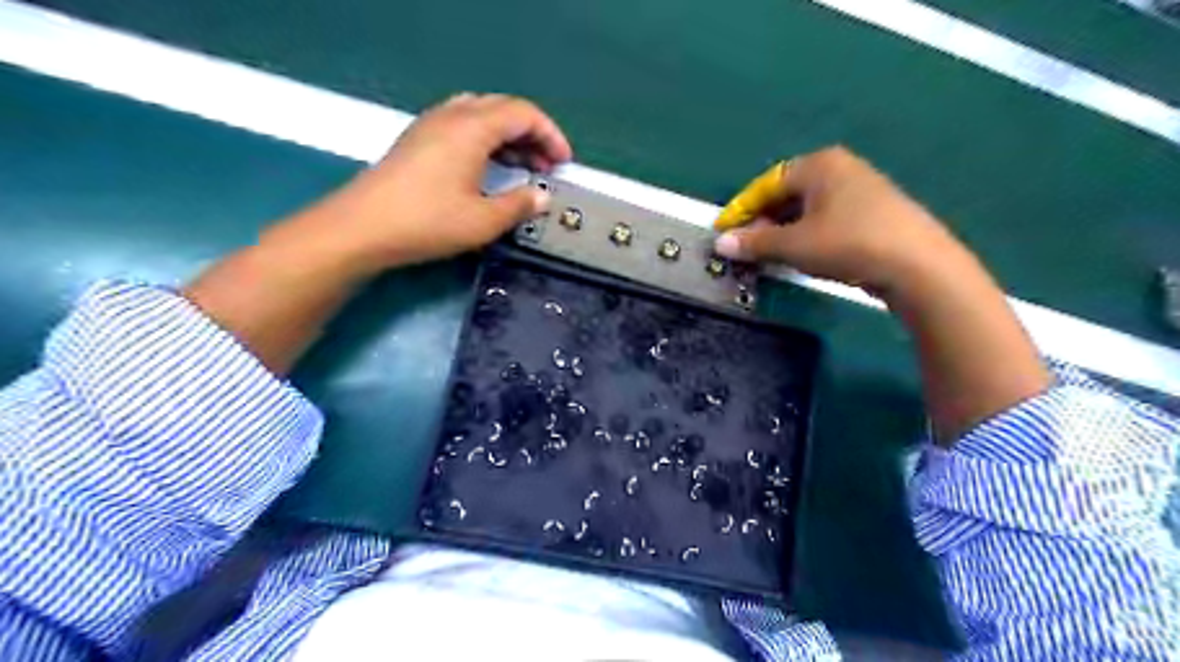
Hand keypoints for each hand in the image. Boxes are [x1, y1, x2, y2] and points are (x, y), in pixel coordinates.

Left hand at [303, 91, 571, 269]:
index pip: (523, 114)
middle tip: (547, 166)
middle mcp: (452, 116)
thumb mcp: (483, 221)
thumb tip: (542, 197)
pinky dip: (485, 141)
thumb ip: (519, 205)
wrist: (362, 227)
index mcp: (472, 128)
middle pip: (503, 109)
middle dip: (532, 135)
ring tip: (523, 168)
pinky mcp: (417, 140)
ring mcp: (430, 125)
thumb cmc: (428, 222)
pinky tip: (489, 168)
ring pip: (481, 115)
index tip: (564, 163)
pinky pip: (462, 126)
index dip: (551, 135)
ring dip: (508, 137)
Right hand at [715, 146, 962, 298]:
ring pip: (808, 208)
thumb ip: (755, 242)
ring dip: (784, 230)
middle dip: (763, 221)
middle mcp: (839, 168)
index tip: (723, 232)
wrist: (918, 265)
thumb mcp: (794, 245)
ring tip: (770, 254)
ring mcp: (860, 188)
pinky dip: (807, 234)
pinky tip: (804, 255)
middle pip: (787, 194)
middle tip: (746, 246)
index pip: (766, 184)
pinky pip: (827, 217)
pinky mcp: (874, 211)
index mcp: (818, 165)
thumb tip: (721, 243)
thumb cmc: (848, 243)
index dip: (741, 209)